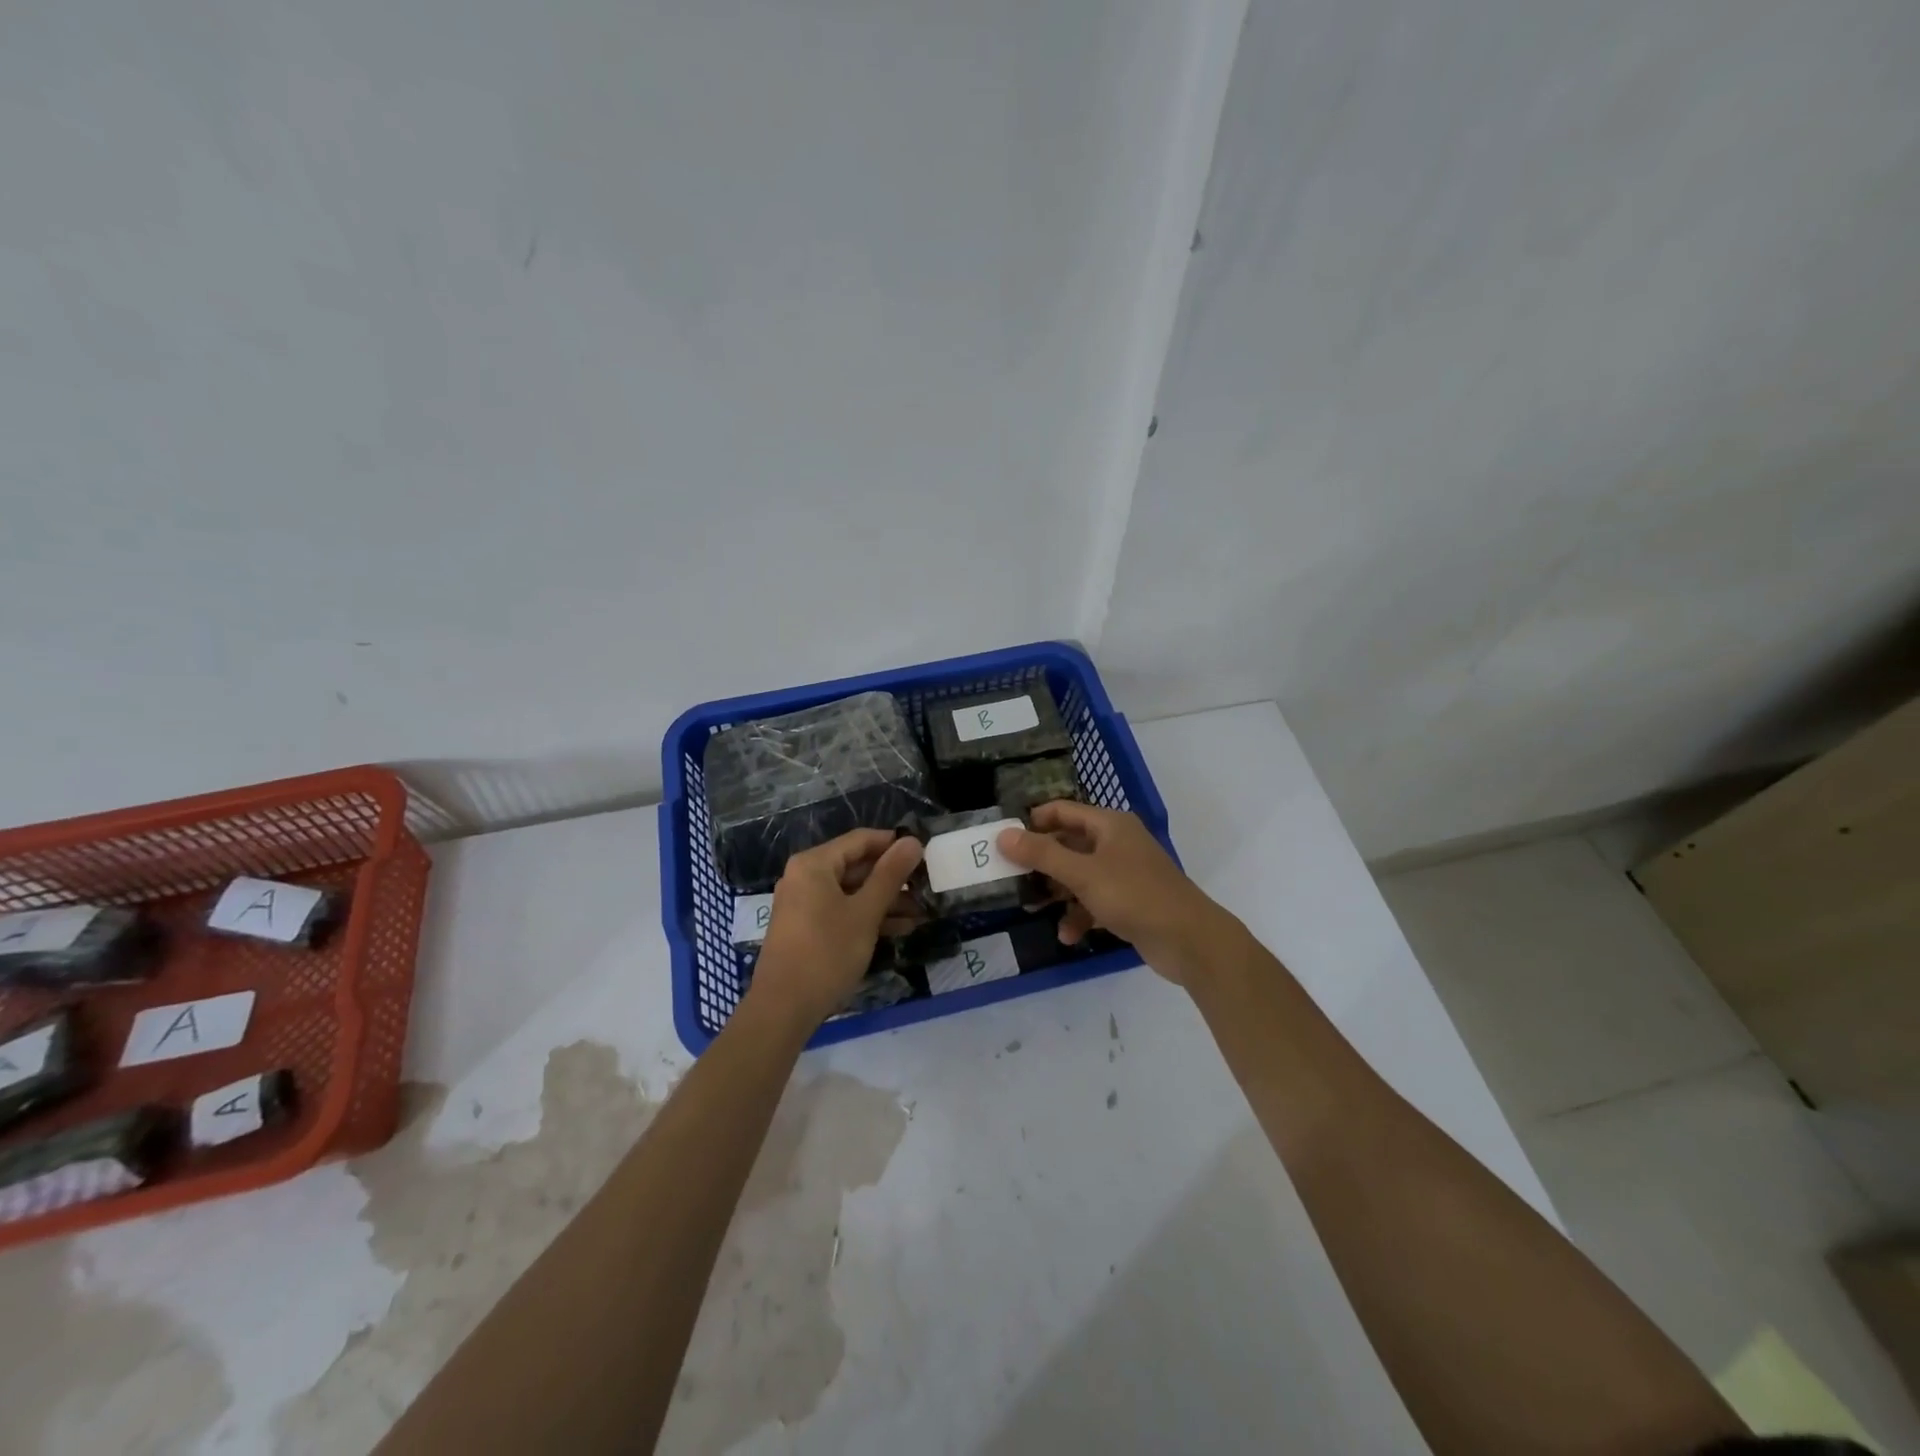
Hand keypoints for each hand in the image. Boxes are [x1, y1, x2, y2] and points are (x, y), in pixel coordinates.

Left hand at [748, 829, 924, 1028]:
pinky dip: (868, 916)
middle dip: (893, 877)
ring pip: (852, 891)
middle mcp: (805, 877)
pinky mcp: (807, 928)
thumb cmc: (826, 953)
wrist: (783, 1009)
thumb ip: (890, 875)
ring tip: (922, 911)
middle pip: (857, 865)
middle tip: (927, 886)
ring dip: (886, 900)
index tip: (926, 855)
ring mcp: (804, 904)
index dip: (894, 844)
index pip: (861, 840)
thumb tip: (913, 841)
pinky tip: (901, 928)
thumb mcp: (865, 912)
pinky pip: (843, 910)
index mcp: (814, 864)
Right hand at [998, 801, 1235, 984]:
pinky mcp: (1129, 901)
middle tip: (1012, 877)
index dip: (1033, 822)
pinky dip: (1080, 914)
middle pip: (1068, 844)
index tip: (1004, 841)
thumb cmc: (1134, 895)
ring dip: (1059, 893)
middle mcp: (1117, 843)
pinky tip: (1068, 935)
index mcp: (1109, 825)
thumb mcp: (1083, 874)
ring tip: (1033, 909)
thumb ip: (1042, 855)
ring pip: (1079, 875)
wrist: (1190, 939)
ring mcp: (1124, 873)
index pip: (1062, 811)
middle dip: (1042, 862)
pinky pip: (1094, 901)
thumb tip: (1002, 835)